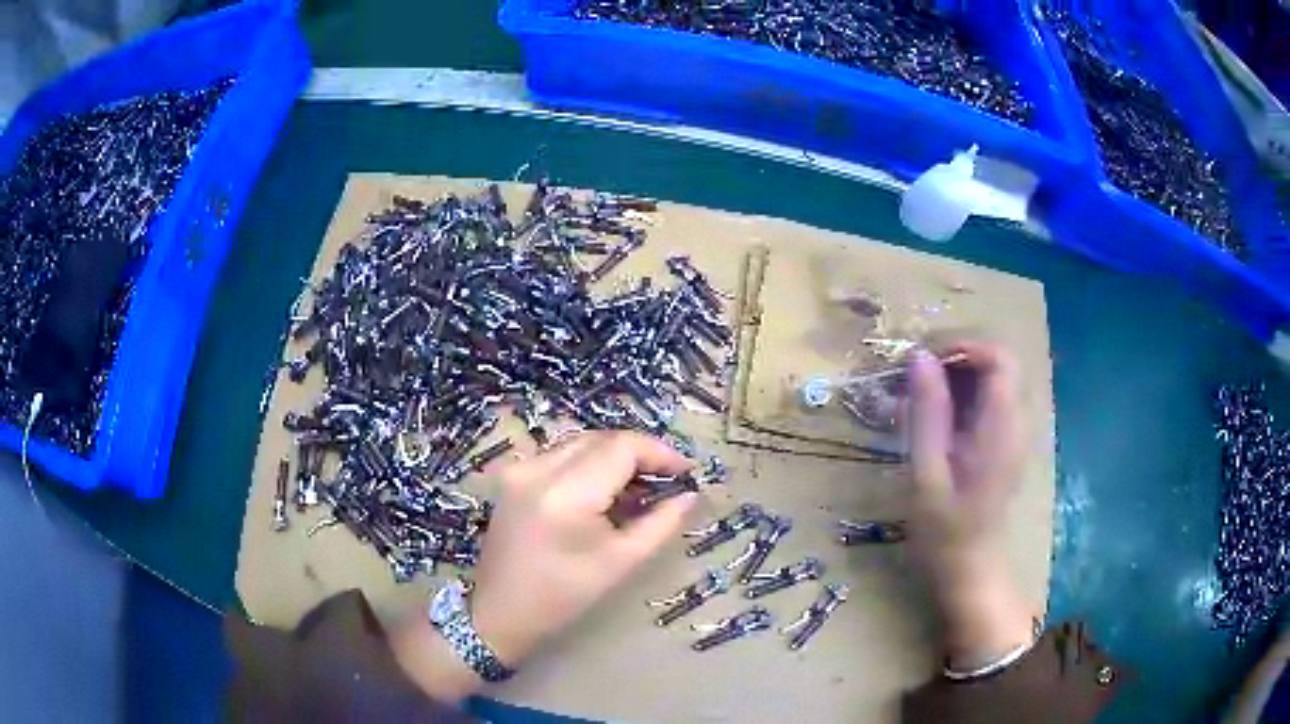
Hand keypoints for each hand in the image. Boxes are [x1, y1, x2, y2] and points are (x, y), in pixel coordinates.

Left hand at [390, 431, 694, 702]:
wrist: (499, 612)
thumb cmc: (563, 596)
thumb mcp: (621, 563)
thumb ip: (661, 524)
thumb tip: (690, 494)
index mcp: (566, 493)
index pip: (622, 447)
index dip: (659, 453)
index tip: (686, 471)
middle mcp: (538, 468)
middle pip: (601, 438)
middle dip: (639, 453)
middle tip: (667, 479)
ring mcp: (520, 468)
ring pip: (581, 442)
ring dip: (614, 456)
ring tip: (641, 486)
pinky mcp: (512, 475)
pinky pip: (561, 454)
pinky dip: (589, 463)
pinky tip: (605, 490)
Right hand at [906, 341, 1034, 667]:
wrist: (970, 570)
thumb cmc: (945, 531)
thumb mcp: (928, 474)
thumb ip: (927, 413)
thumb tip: (920, 356)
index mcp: (1002, 428)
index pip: (999, 357)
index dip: (964, 346)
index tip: (923, 359)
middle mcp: (1014, 422)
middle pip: (995, 362)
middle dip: (953, 358)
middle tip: (911, 376)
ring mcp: (1010, 432)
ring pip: (989, 380)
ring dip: (951, 377)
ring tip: (910, 396)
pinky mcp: (1001, 442)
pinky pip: (984, 401)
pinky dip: (956, 397)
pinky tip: (926, 418)